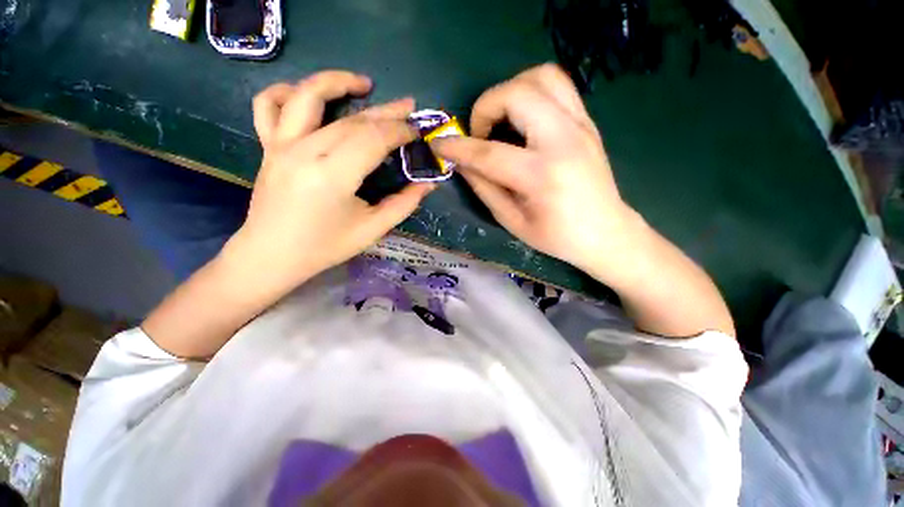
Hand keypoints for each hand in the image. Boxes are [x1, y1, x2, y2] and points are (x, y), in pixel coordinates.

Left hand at [226, 70, 433, 294]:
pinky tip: (307, 95)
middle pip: (352, 120)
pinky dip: (286, 91)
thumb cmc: (325, 247)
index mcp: (333, 176)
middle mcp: (305, 151)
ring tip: (363, 84)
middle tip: (409, 107)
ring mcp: (281, 145)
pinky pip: (268, 106)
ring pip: (308, 96)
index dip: (399, 131)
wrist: (272, 255)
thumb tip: (429, 184)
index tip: (417, 133)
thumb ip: (404, 204)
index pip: (373, 138)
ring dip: (337, 82)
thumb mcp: (372, 229)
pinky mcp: (268, 147)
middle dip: (386, 112)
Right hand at [432, 64, 631, 273]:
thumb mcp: (513, 221)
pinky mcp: (586, 121)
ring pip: (541, 76)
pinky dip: (531, 92)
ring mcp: (580, 125)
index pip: (489, 153)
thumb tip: (461, 163)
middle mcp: (564, 140)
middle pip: (517, 94)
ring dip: (510, 91)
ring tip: (500, 121)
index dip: (458, 148)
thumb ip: (484, 188)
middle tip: (480, 134)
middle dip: (485, 107)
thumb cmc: (557, 237)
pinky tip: (523, 120)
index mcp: (542, 176)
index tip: (438, 145)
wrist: (606, 232)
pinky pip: (557, 86)